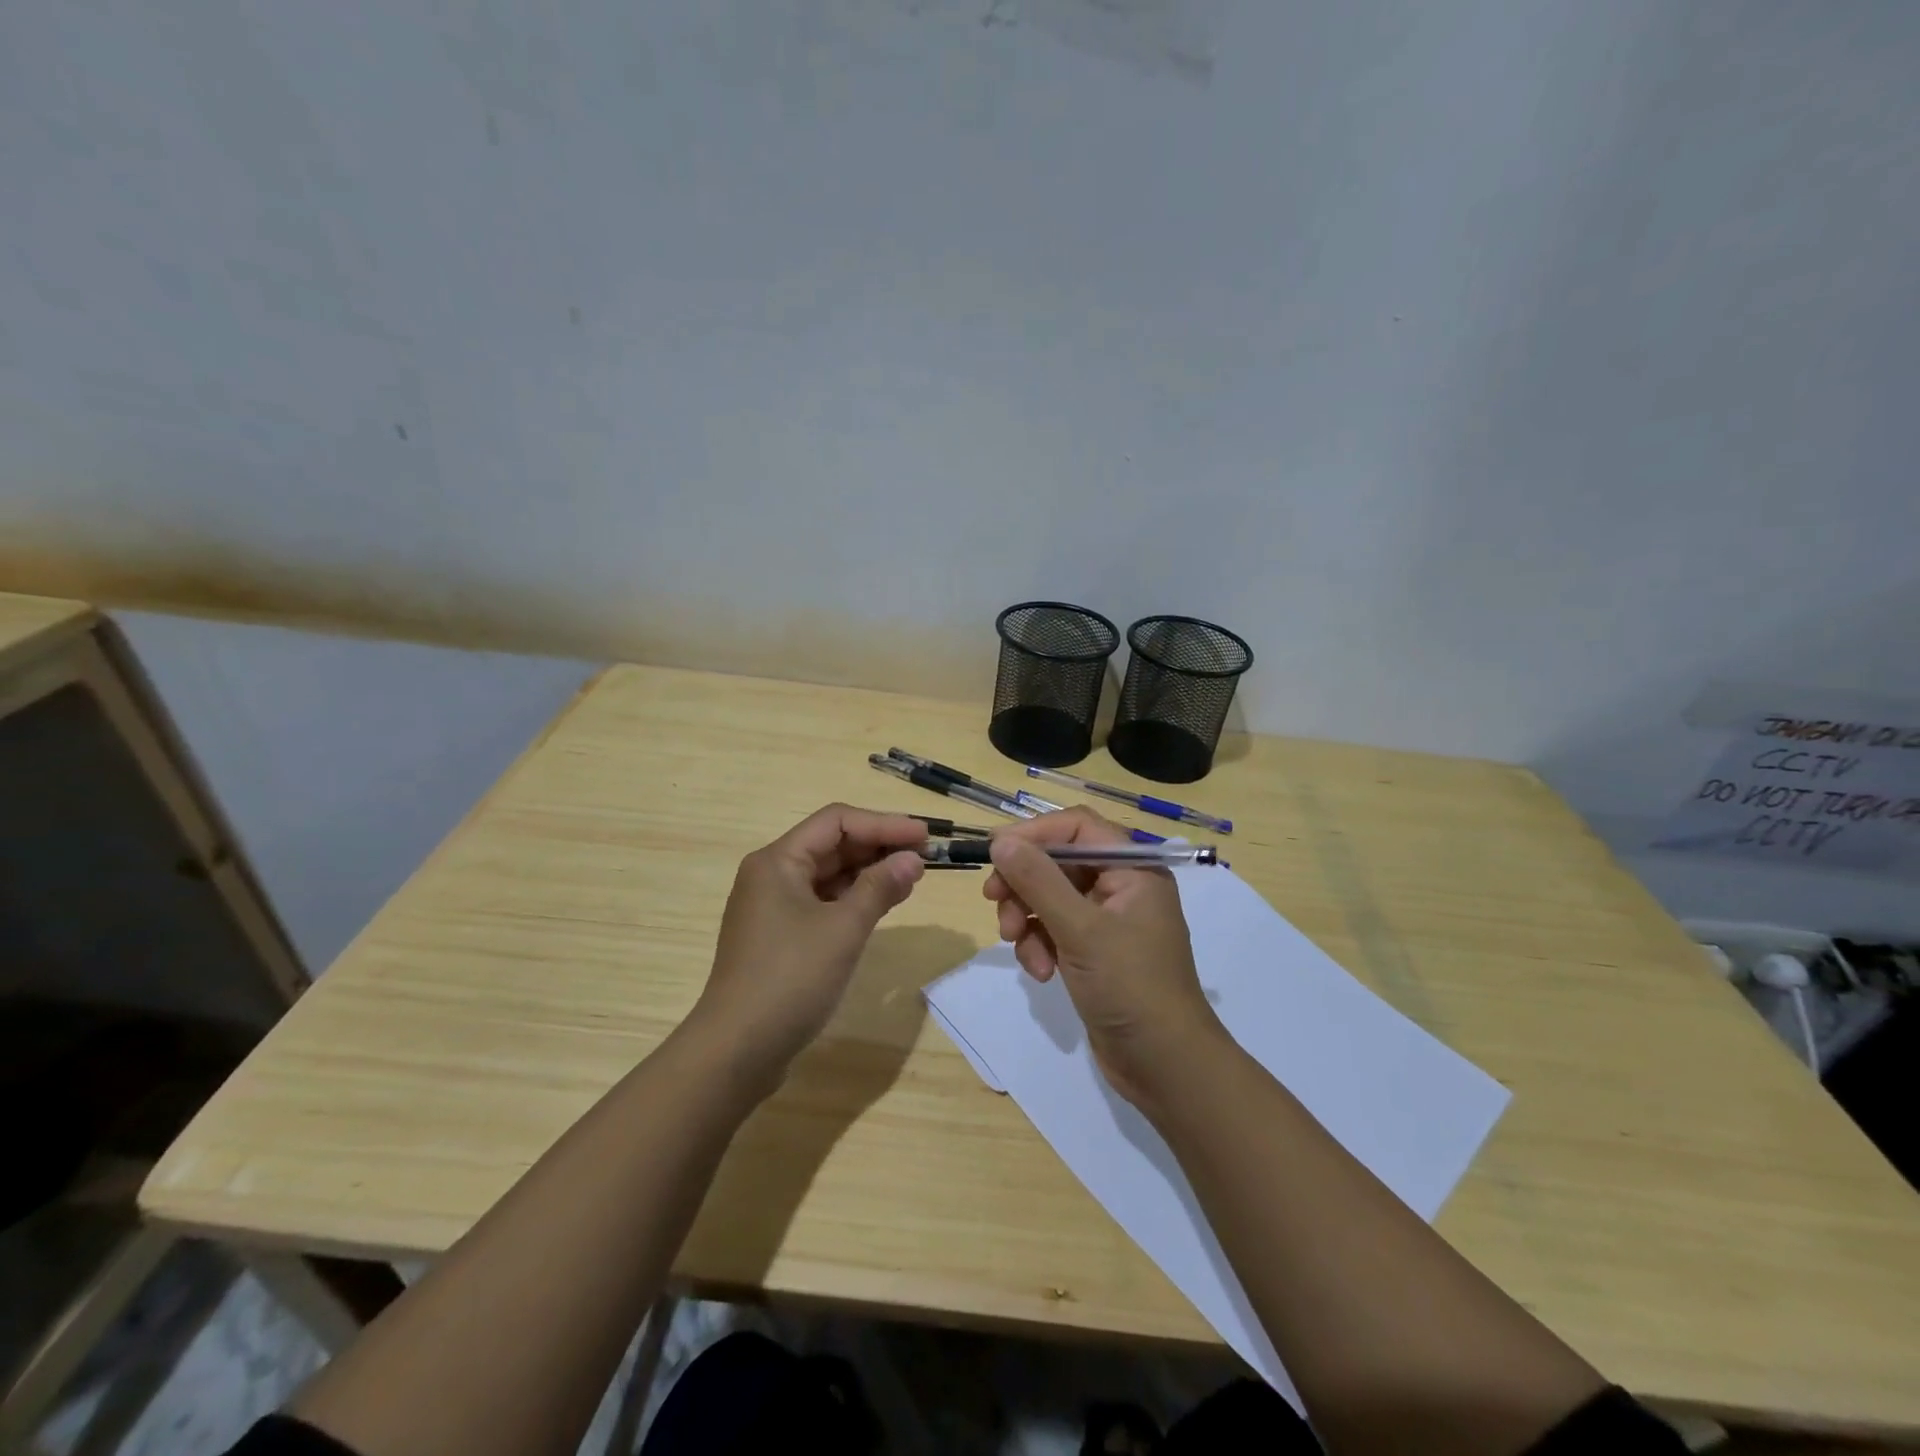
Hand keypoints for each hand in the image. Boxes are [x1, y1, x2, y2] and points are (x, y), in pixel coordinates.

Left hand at [693, 804, 926, 1083]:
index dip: (884, 824)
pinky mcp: (780, 936)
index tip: (924, 837)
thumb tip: (912, 860)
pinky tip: (883, 904)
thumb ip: (880, 887)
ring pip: (829, 875)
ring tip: (912, 878)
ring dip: (869, 873)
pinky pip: (823, 902)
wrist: (737, 1050)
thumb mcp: (843, 929)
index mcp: (778, 861)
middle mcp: (772, 875)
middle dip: (879, 847)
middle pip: (832, 845)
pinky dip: (854, 899)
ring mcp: (773, 907)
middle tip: (924, 857)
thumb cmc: (790, 979)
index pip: (837, 822)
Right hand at [984, 808, 1226, 1107]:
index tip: (996, 852)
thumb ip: (1039, 881)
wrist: (1165, 1066)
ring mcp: (1107, 920)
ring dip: (1028, 918)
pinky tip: (1040, 972)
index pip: (1077, 827)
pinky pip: (1055, 929)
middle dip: (1025, 883)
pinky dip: (1040, 944)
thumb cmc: (1130, 987)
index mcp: (1133, 868)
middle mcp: (1122, 886)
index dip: (1035, 834)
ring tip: (1018, 945)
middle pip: (1058, 861)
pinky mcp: (1094, 951)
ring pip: (1050, 897)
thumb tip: (1001, 840)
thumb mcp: (1081, 929)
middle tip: (994, 902)